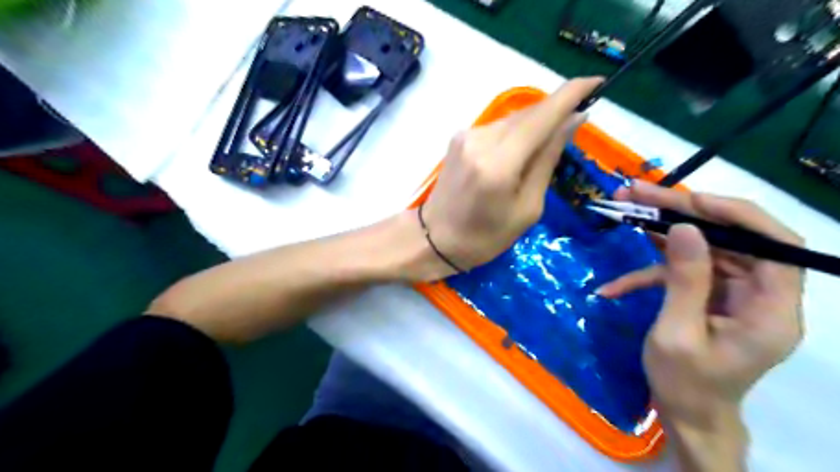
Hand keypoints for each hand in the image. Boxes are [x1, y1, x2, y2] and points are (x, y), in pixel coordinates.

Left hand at [423, 77, 599, 274]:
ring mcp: (466, 135)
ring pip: (513, 119)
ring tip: (542, 152)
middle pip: (529, 114)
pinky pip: (498, 128)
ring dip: (534, 126)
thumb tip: (573, 120)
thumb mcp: (527, 208)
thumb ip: (548, 159)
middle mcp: (480, 139)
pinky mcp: (459, 137)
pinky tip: (517, 154)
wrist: (435, 238)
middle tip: (574, 127)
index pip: (542, 115)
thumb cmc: (485, 237)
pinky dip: (515, 134)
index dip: (572, 94)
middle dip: (555, 113)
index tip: (598, 83)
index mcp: (499, 163)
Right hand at [594, 180, 801, 467]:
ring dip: (660, 233)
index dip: (737, 215)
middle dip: (682, 213)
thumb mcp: (676, 333)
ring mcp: (733, 294)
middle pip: (730, 238)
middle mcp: (760, 295)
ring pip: (702, 249)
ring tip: (623, 211)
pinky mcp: (710, 297)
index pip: (776, 245)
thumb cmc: (685, 384)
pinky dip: (648, 275)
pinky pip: (682, 274)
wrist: (686, 415)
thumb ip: (684, 280)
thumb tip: (682, 228)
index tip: (690, 201)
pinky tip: (613, 288)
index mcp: (770, 310)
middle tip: (637, 193)